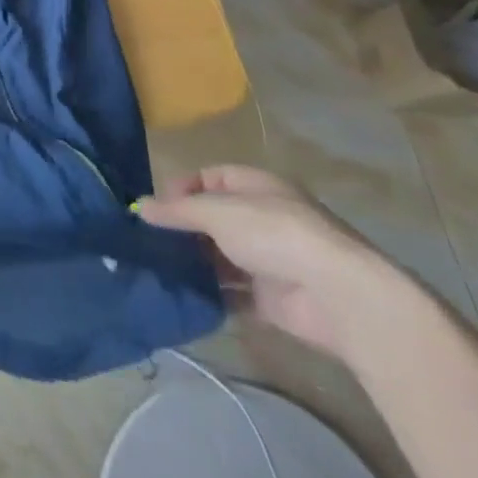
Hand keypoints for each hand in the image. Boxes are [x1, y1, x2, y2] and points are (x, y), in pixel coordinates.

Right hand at [134, 165, 402, 359]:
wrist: (338, 297)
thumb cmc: (274, 234)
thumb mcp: (216, 211)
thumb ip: (177, 211)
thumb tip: (139, 206)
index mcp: (256, 187)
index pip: (210, 177)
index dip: (181, 188)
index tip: (155, 207)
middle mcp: (263, 220)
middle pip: (214, 219)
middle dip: (184, 228)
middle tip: (149, 239)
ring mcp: (270, 261)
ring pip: (221, 257)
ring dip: (195, 262)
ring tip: (158, 267)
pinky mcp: (272, 299)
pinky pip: (234, 293)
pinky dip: (212, 294)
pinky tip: (184, 294)